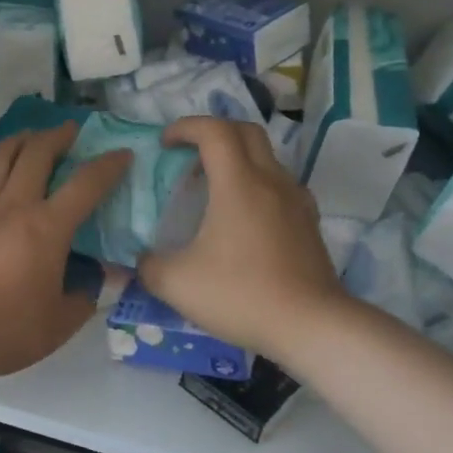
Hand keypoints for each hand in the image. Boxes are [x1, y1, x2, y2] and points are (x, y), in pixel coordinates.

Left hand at [0, 124, 129, 381]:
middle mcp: (12, 207)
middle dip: (58, 136)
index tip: (122, 153)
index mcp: (47, 228)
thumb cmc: (6, 332)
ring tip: (29, 136)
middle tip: (70, 130)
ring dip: (18, 140)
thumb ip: (84, 296)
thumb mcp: (60, 323)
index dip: (108, 166)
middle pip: (36, 155)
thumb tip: (98, 280)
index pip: (85, 185)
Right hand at [138, 117, 346, 361]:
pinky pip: (281, 185)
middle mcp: (271, 181)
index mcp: (238, 183)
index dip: (186, 127)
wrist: (310, 325)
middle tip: (190, 155)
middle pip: (246, 131)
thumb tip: (142, 259)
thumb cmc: (241, 295)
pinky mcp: (309, 223)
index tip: (165, 143)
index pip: (214, 130)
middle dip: (215, 132)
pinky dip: (258, 184)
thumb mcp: (177, 284)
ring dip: (238, 159)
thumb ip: (149, 266)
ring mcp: (296, 200)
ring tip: (215, 187)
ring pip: (268, 157)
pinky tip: (245, 217)